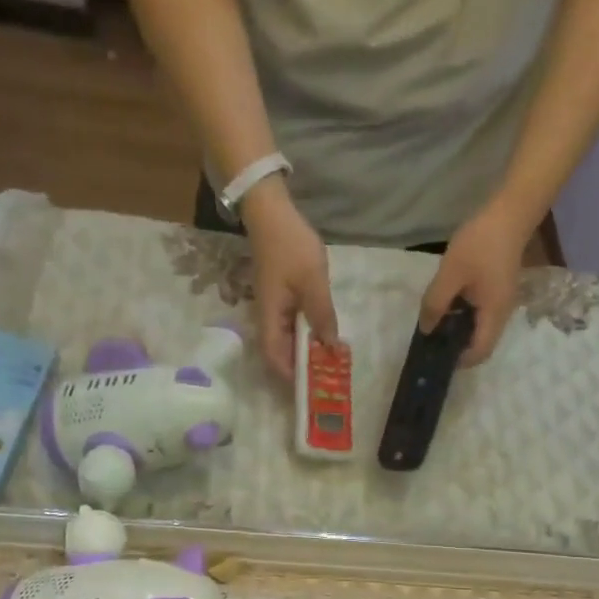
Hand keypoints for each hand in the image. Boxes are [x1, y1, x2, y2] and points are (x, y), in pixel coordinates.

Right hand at [243, 190, 338, 380]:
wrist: (272, 214)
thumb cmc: (291, 247)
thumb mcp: (313, 283)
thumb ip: (322, 316)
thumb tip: (330, 347)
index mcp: (271, 318)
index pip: (275, 359)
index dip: (292, 376)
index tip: (314, 384)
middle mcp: (268, 318)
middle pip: (281, 354)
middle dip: (303, 367)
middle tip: (329, 375)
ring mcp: (273, 308)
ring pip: (288, 340)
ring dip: (306, 350)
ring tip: (331, 357)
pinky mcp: (280, 299)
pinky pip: (292, 325)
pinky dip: (307, 333)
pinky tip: (324, 333)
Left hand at [418, 199, 533, 365]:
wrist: (510, 213)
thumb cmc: (481, 244)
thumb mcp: (450, 274)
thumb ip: (436, 303)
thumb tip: (426, 330)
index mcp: (494, 314)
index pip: (480, 352)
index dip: (460, 360)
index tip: (437, 355)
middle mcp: (502, 313)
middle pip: (481, 343)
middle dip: (457, 346)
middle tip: (432, 339)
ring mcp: (502, 301)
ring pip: (480, 327)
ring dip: (459, 329)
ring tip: (435, 322)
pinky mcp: (498, 289)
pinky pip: (480, 312)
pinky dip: (464, 314)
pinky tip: (448, 303)